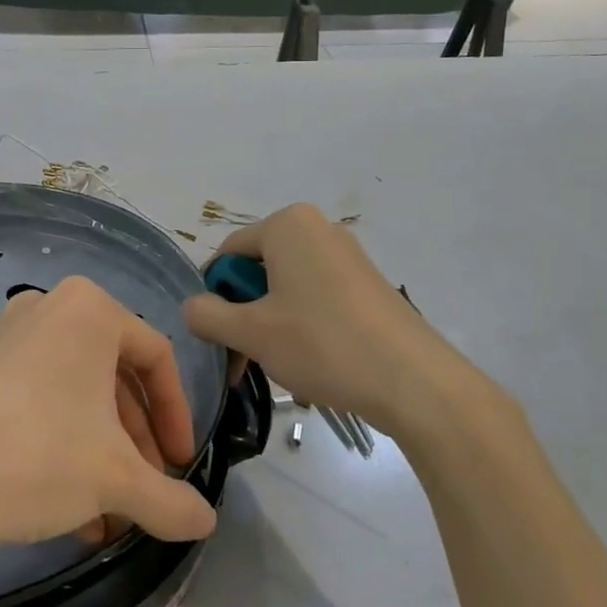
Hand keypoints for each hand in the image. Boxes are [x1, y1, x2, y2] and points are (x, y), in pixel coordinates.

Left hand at [0, 277, 218, 556]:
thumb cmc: (39, 457)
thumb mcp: (117, 480)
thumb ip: (172, 501)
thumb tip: (206, 523)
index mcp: (89, 309)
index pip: (157, 358)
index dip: (177, 417)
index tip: (180, 467)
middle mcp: (49, 308)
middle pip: (115, 378)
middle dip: (135, 443)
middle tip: (146, 493)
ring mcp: (8, 336)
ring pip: (78, 395)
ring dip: (102, 454)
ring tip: (110, 516)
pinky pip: (41, 400)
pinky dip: (64, 446)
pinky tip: (70, 509)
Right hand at [182, 204, 466, 436]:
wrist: (415, 381)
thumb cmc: (323, 344)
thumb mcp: (251, 332)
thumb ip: (207, 315)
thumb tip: (191, 307)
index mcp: (287, 224)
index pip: (227, 254)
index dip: (214, 296)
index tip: (217, 338)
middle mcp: (318, 229)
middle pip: (258, 270)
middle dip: (243, 315)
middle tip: (242, 360)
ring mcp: (347, 255)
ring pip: (286, 288)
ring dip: (269, 325)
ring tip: (277, 366)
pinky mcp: (368, 284)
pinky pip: (316, 297)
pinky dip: (301, 325)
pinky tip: (310, 361)